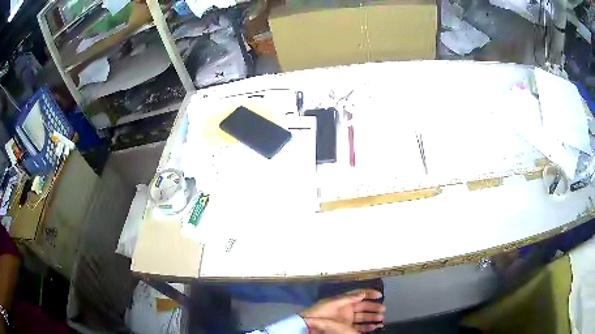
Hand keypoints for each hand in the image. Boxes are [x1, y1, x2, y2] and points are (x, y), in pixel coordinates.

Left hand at [301, 289, 384, 332]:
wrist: (310, 326)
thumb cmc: (321, 312)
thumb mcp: (334, 303)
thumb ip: (348, 298)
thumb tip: (362, 293)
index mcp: (343, 301)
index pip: (358, 295)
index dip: (368, 294)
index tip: (379, 295)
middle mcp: (347, 310)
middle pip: (363, 307)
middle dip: (373, 307)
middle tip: (383, 309)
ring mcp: (347, 320)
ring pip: (363, 318)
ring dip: (373, 318)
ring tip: (382, 318)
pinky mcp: (347, 329)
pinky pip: (360, 327)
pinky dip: (369, 327)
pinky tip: (376, 326)